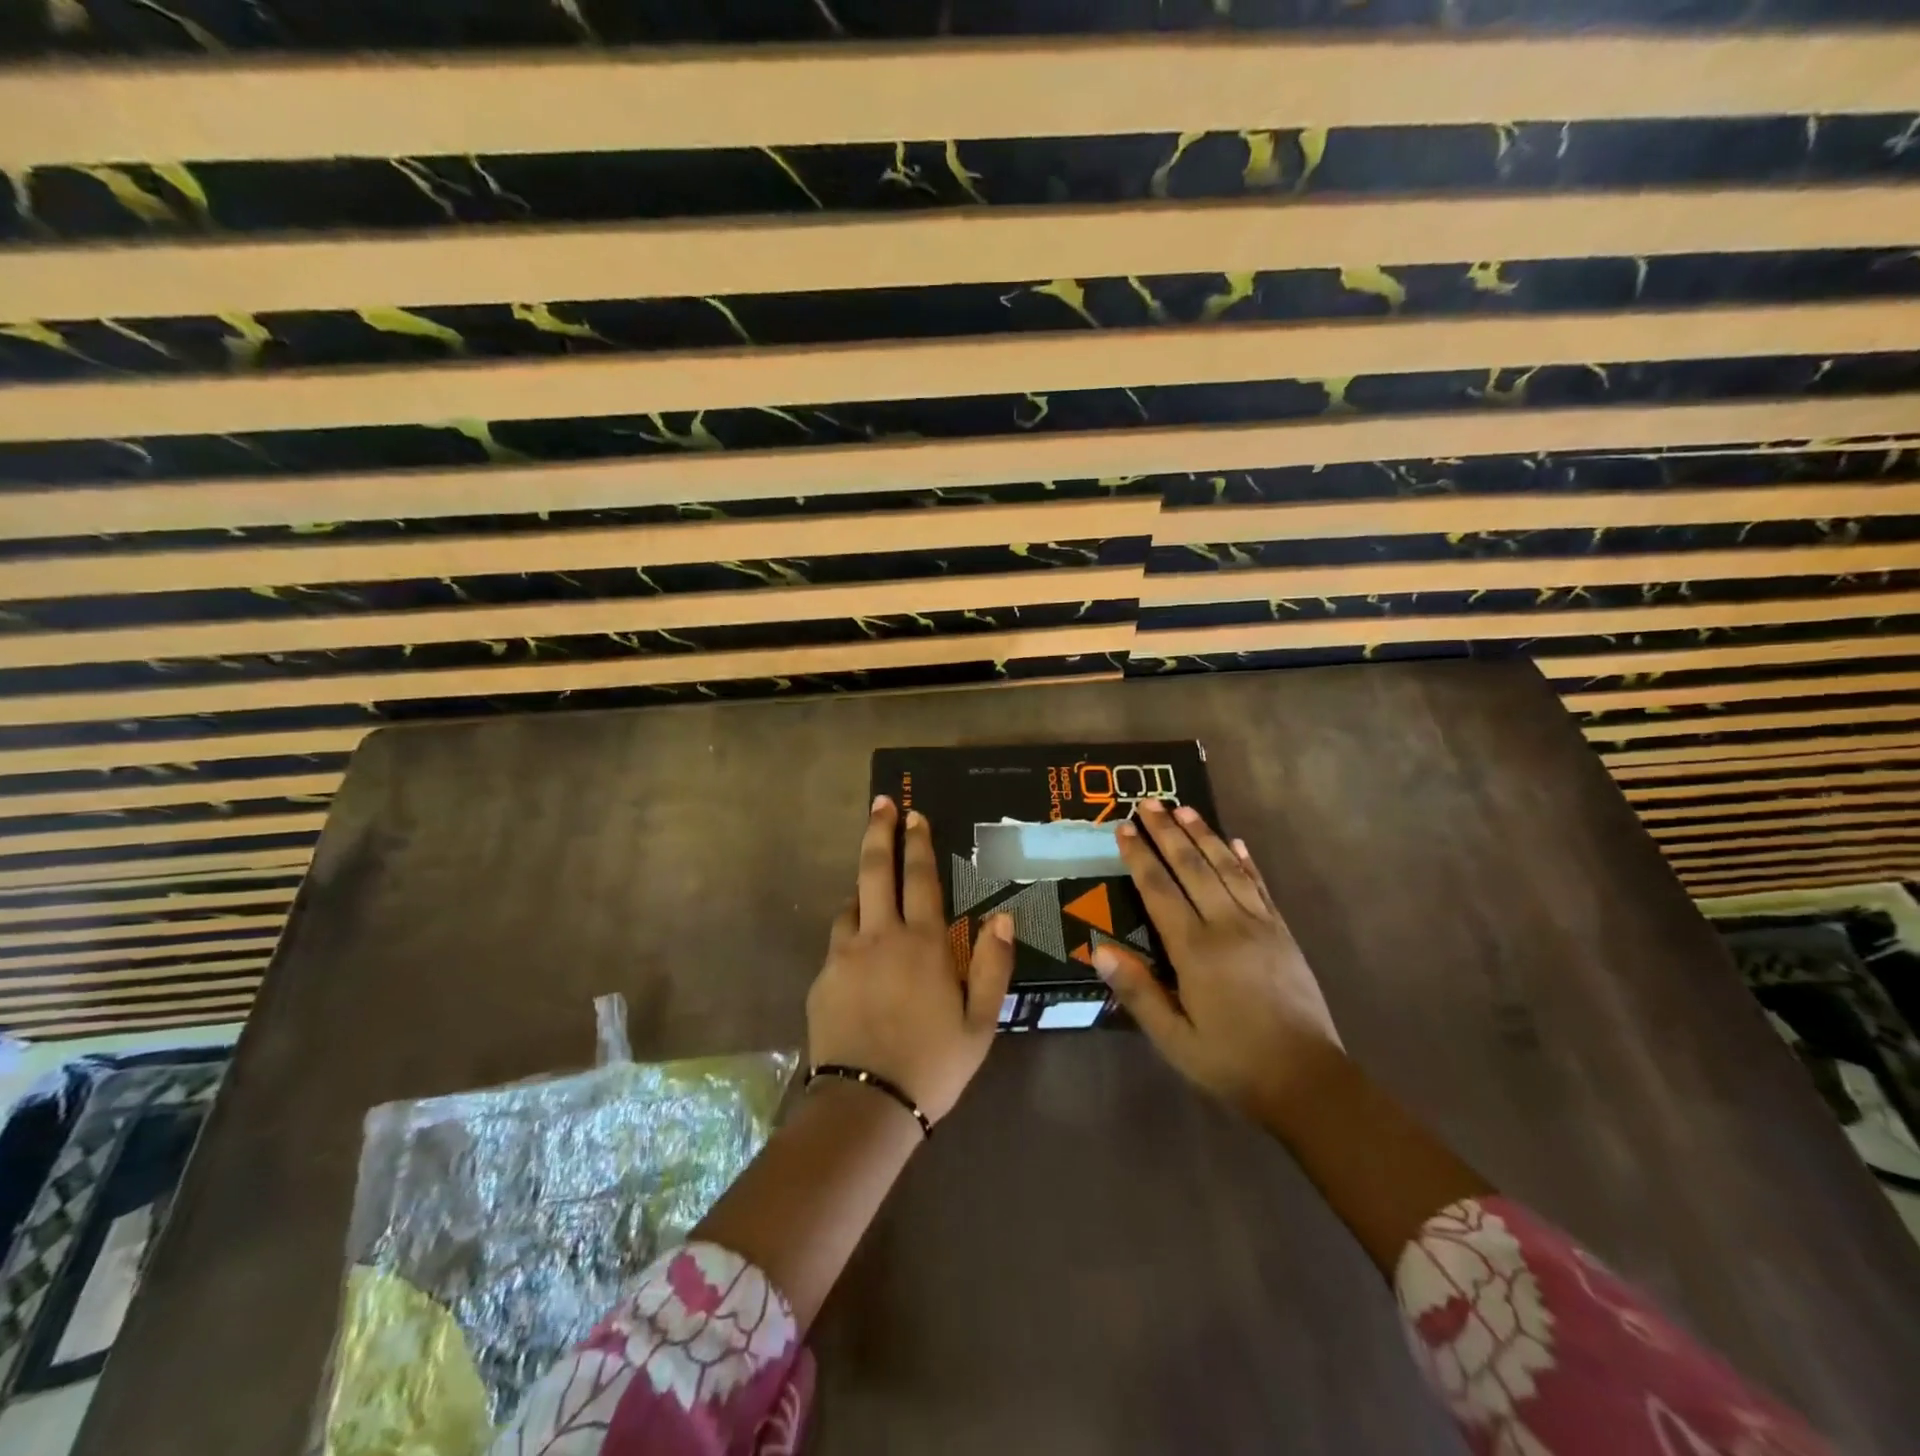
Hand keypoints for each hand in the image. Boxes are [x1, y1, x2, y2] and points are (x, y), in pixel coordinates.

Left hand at [806, 795, 1014, 1123]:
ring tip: (873, 888)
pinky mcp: (822, 978)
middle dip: (879, 832)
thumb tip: (1003, 919)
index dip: (918, 843)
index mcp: (923, 943)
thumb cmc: (934, 1063)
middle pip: (875, 870)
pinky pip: (838, 942)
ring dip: (863, 887)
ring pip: (851, 904)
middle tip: (881, 804)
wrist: (866, 1105)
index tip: (913, 814)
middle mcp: (880, 936)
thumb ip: (992, 966)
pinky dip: (850, 932)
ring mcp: (844, 955)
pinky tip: (859, 952)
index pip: (921, 878)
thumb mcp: (980, 1022)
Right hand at [1094, 799, 1343, 1128]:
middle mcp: (1227, 926)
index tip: (1123, 828)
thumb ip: (1138, 992)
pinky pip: (1260, 887)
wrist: (1307, 1081)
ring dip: (1204, 835)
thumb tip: (1099, 949)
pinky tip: (1236, 842)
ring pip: (1227, 868)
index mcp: (1195, 951)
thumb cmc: (1231, 1062)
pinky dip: (1246, 861)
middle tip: (1148, 802)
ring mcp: (1259, 926)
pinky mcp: (1283, 934)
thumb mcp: (1174, 1039)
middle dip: (1167, 833)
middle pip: (1192, 867)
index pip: (1159, 890)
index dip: (1139, 857)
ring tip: (1184, 809)